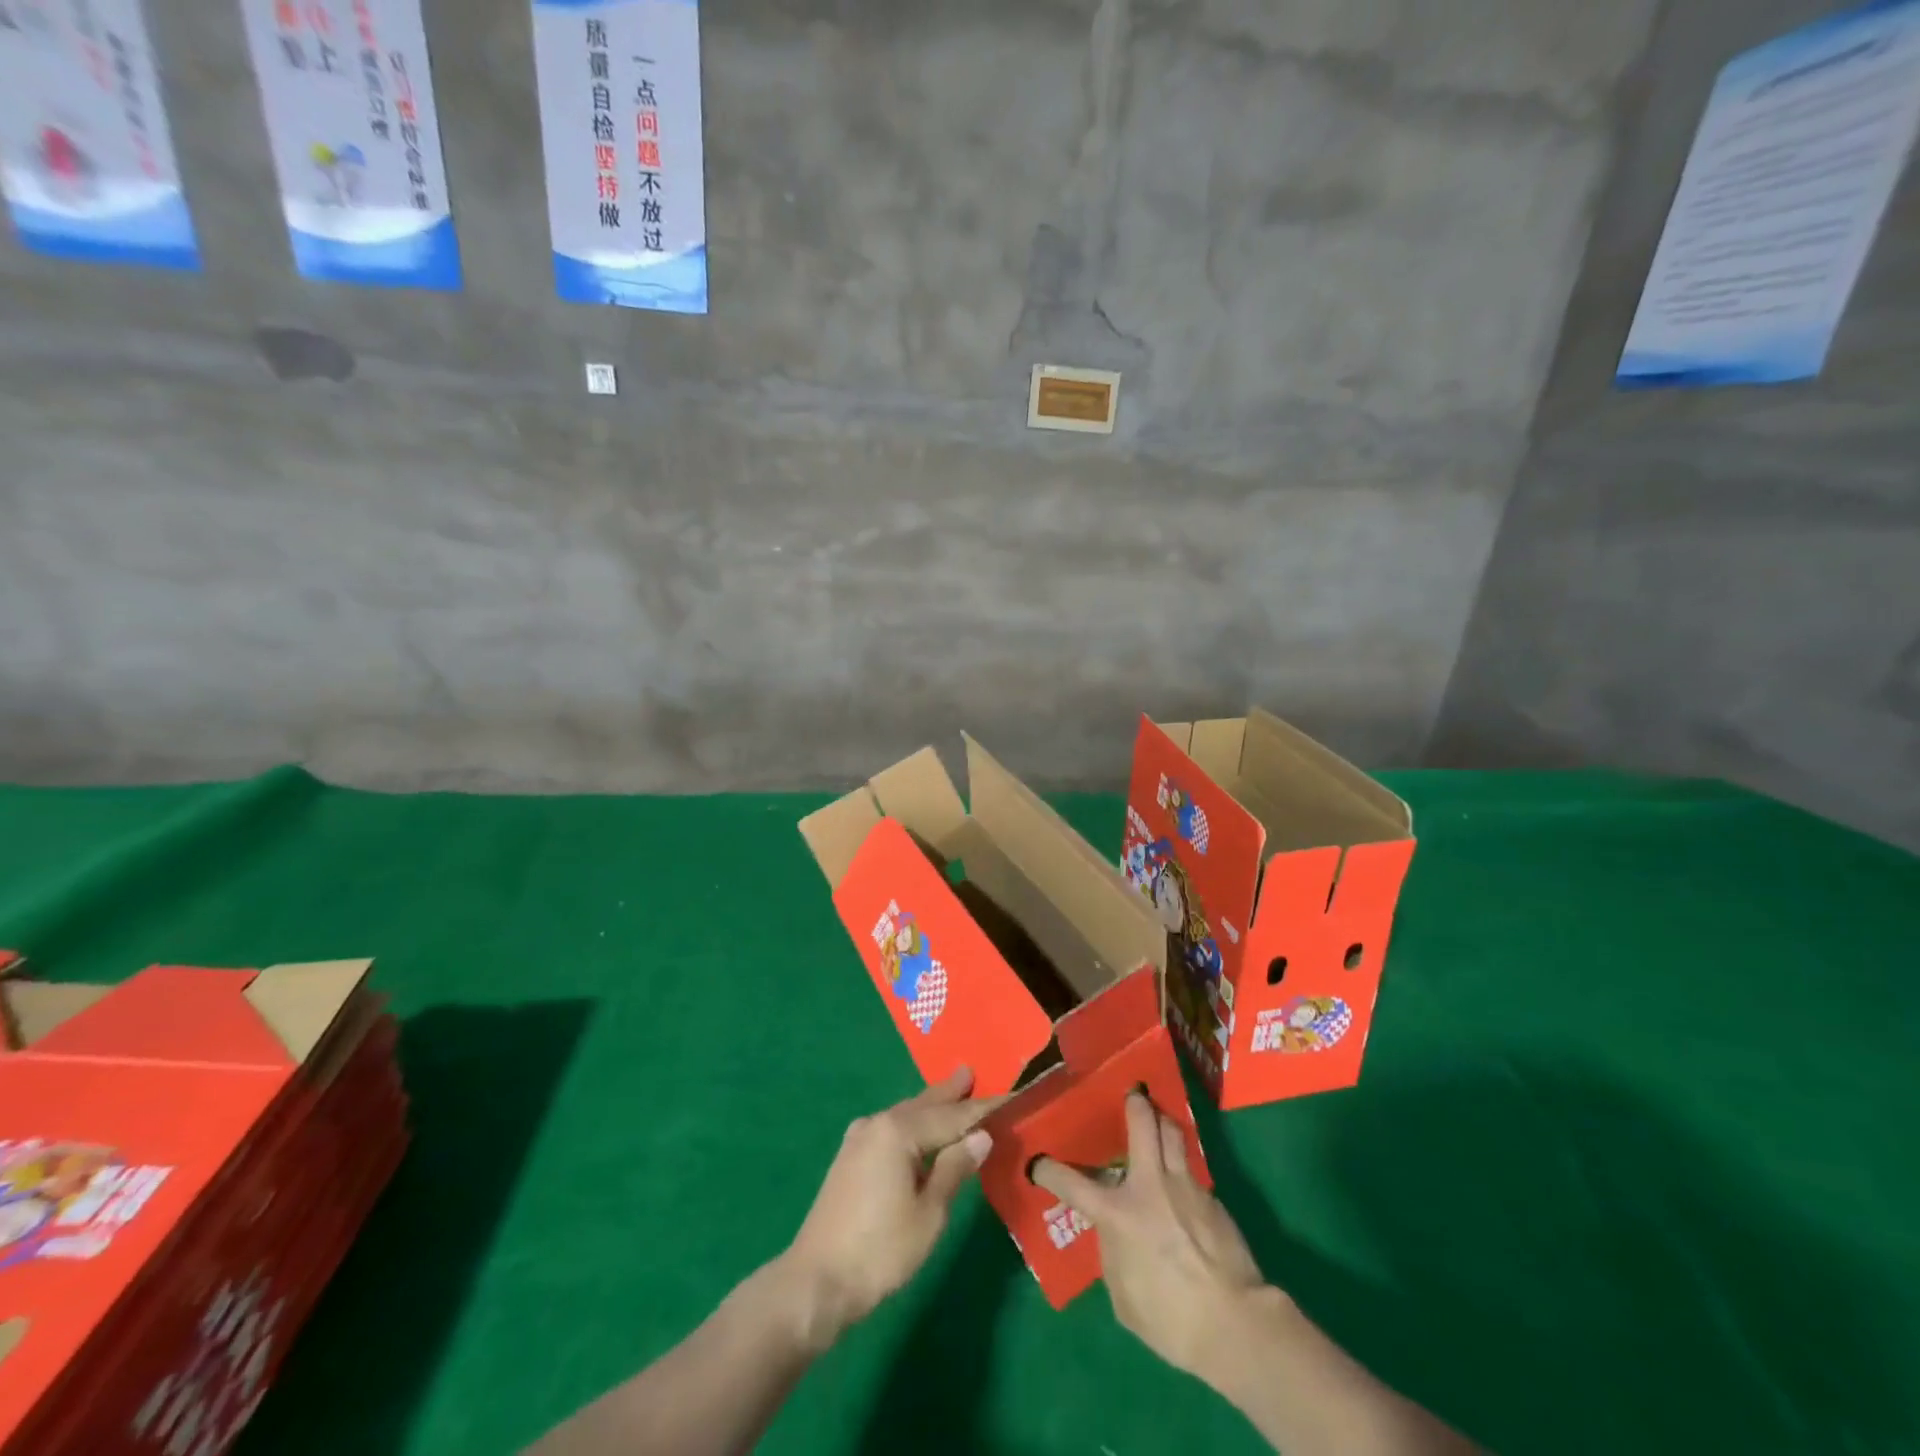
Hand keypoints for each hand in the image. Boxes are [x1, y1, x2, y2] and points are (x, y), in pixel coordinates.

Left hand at [782, 1068, 1000, 1344]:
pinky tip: (920, 1130)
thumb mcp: (929, 1213)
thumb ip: (955, 1169)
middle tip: (970, 1073)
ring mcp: (859, 1139)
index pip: (952, 1115)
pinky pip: (891, 1129)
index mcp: (898, 1131)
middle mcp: (878, 1123)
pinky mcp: (850, 1158)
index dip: (983, 1109)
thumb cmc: (880, 1250)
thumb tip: (981, 1136)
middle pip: (924, 1104)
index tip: (1010, 1097)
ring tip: (952, 1094)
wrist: (816, 1283)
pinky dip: (913, 1124)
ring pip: (905, 1115)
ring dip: (930, 1107)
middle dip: (949, 1093)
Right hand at [1033, 1090, 1267, 1382]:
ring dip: (1162, 1121)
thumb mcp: (1124, 1296)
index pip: (1072, 1183)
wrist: (1235, 1324)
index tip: (1038, 1163)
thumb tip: (1115, 1234)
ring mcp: (1184, 1185)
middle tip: (1130, 1094)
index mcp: (1118, 1213)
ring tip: (1158, 1119)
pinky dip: (1182, 1167)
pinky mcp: (1212, 1198)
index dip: (1049, 1171)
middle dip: (1134, 1103)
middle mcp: (1149, 1185)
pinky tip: (1182, 1183)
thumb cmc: (1171, 1320)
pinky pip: (1191, 1169)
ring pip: (1172, 1132)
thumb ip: (1113, 1254)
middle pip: (1142, 1123)